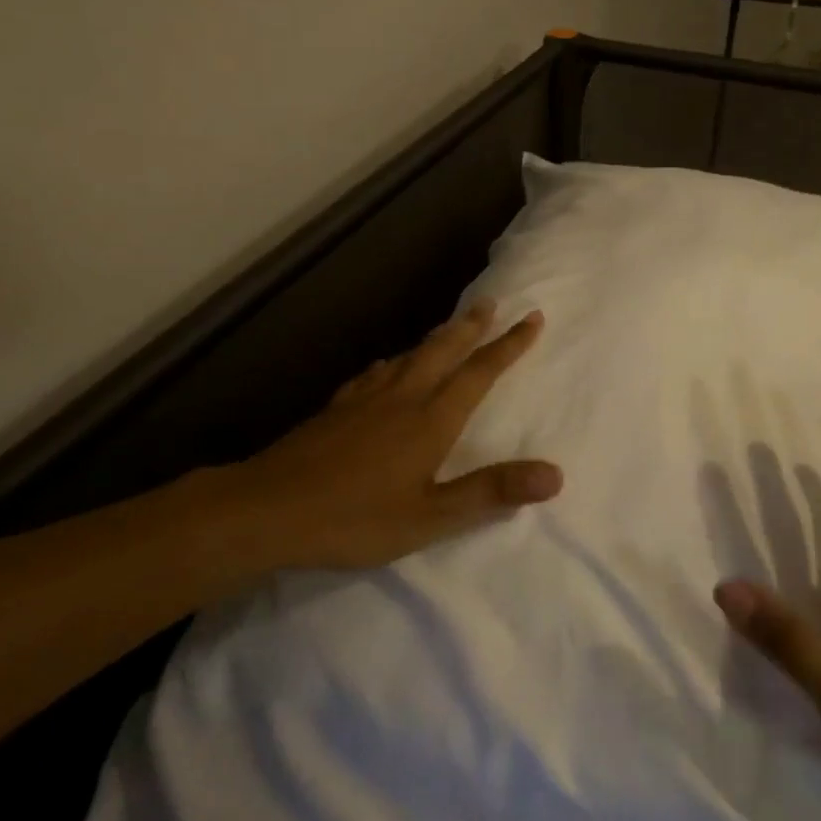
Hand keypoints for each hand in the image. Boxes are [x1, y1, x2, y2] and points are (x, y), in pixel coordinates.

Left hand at [203, 301, 562, 568]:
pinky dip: (392, 362)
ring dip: (435, 338)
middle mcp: (403, 398)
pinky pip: (374, 373)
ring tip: (448, 327)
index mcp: (431, 420)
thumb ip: (491, 492)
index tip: (533, 317)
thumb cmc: (354, 517)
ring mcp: (365, 400)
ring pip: (409, 356)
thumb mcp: (430, 516)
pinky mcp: (336, 409)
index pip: (480, 373)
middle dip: (471, 327)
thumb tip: (555, 474)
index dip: (509, 345)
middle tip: (490, 302)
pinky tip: (385, 367)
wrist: (266, 509)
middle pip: (443, 351)